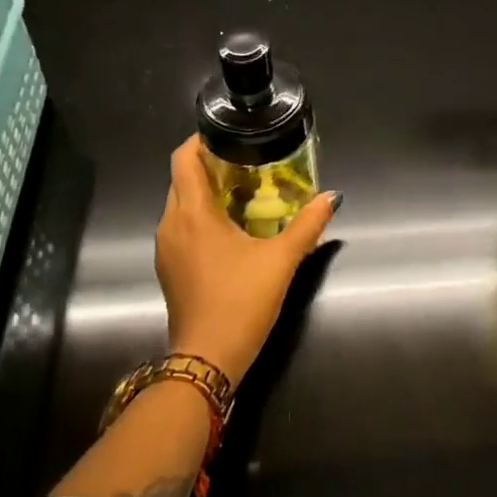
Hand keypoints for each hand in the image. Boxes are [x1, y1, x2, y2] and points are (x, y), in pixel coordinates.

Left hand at [155, 135, 339, 382]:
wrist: (207, 359)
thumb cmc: (242, 302)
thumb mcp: (282, 260)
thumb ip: (308, 224)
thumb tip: (331, 197)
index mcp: (193, 213)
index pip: (183, 158)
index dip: (202, 140)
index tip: (230, 137)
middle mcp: (171, 224)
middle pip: (182, 179)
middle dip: (211, 166)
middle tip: (248, 164)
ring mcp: (165, 248)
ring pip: (180, 204)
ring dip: (206, 192)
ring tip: (244, 194)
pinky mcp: (169, 267)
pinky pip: (180, 226)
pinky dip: (200, 217)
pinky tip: (231, 230)